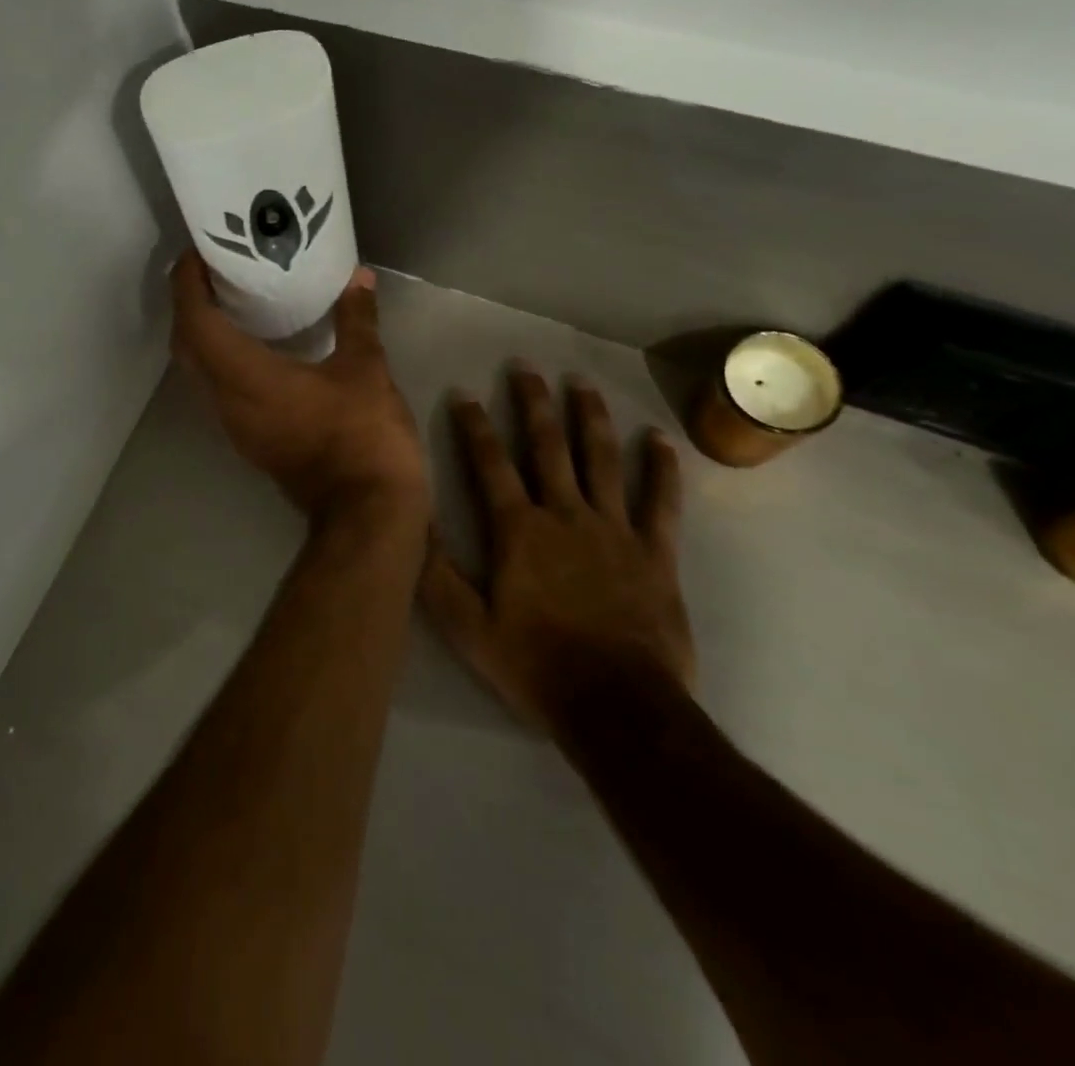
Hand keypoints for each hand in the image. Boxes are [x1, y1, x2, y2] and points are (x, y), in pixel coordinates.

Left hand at [170, 250, 426, 518]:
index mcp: (246, 378)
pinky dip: (223, 359)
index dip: (187, 285)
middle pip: (187, 346)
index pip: (195, 323)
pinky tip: (255, 344)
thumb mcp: (366, 370)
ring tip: (230, 299)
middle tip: (212, 272)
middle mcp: (227, 402)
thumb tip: (358, 278)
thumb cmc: (363, 436)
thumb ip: (356, 320)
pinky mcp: (252, 441)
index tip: (196, 255)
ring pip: (200, 371)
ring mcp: (237, 426)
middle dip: (189, 304)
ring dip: (203, 333)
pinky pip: (221, 389)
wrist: (367, 513)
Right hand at [420, 366, 693, 735]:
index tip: (465, 392)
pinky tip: (659, 439)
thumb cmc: (535, 665)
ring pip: (602, 459)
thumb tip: (413, 519)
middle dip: (533, 404)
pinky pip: (661, 502)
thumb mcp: (466, 627)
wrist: (617, 707)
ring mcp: (614, 529)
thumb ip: (435, 572)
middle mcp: (565, 515)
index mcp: (519, 531)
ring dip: (590, 417)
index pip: (490, 464)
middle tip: (526, 367)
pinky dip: (661, 469)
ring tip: (581, 382)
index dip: (474, 426)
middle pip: (547, 447)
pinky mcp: (655, 552)